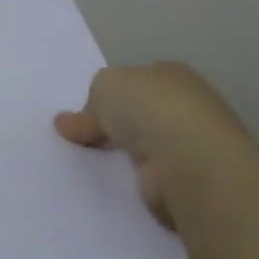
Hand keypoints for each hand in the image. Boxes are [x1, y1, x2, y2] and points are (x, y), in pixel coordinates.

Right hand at [54, 63, 258, 228]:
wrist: (187, 160)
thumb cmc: (149, 109)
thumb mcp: (104, 87)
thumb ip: (89, 103)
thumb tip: (68, 123)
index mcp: (172, 75)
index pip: (138, 82)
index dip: (111, 94)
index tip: (85, 112)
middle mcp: (187, 106)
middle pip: (141, 114)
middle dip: (116, 125)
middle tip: (80, 139)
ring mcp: (190, 145)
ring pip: (145, 146)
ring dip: (123, 154)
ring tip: (87, 163)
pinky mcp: (186, 180)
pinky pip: (149, 175)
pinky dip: (132, 179)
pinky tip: (111, 182)